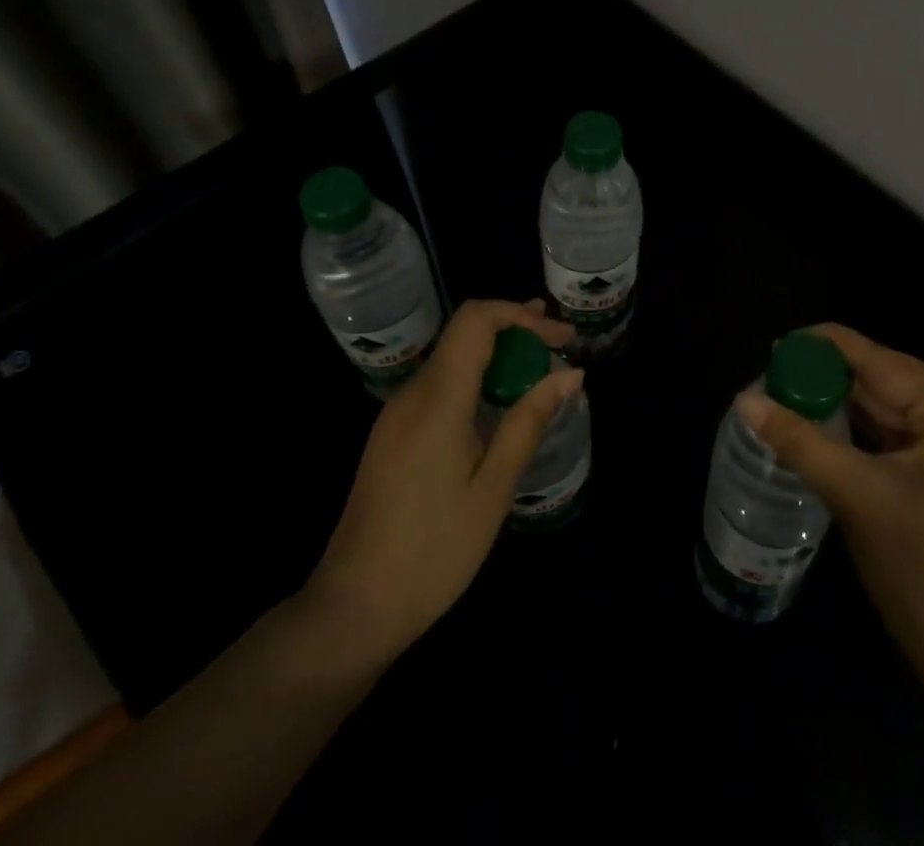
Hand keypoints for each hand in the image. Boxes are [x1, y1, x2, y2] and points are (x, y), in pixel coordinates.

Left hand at [300, 299, 580, 674]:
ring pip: (452, 356)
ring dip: (498, 351)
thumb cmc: (433, 552)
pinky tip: (501, 400)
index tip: (561, 336)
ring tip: (540, 361)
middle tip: (560, 341)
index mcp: (437, 400)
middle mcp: (412, 394)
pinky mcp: (392, 433)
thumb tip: (570, 373)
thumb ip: (529, 422)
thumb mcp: (493, 489)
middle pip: (464, 333)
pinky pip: (440, 384)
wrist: (353, 608)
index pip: (475, 320)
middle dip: (515, 327)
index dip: (521, 315)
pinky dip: (477, 376)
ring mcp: (397, 414)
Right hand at [736, 323, 923, 708]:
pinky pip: (899, 441)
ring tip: (785, 399)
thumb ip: (800, 441)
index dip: (824, 347)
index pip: (879, 358)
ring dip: (841, 409)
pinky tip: (821, 432)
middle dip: (828, 381)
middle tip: (770, 378)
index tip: (775, 345)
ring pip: (890, 413)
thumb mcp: (857, 496)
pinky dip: (861, 437)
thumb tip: (745, 400)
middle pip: (885, 382)